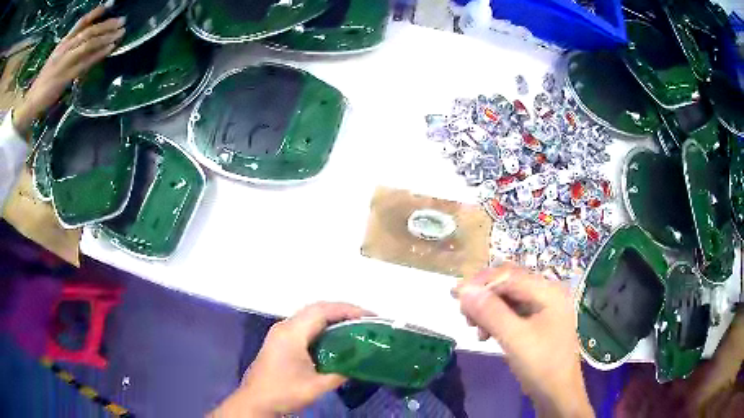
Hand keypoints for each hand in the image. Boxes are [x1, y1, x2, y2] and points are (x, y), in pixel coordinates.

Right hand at [13, 6, 124, 134]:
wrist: (32, 101)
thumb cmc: (45, 79)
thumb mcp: (57, 56)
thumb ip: (70, 47)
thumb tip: (89, 38)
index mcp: (63, 42)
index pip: (81, 22)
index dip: (96, 12)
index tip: (111, 4)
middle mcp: (64, 48)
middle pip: (88, 31)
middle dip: (107, 24)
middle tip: (123, 20)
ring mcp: (65, 62)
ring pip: (88, 44)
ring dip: (106, 37)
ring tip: (121, 33)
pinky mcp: (65, 77)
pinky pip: (85, 63)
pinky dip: (98, 54)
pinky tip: (110, 49)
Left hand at [210, 302, 371, 416]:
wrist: (255, 401)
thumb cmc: (284, 392)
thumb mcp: (316, 386)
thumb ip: (340, 372)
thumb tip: (360, 363)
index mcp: (292, 333)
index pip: (322, 311)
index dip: (348, 310)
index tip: (370, 317)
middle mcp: (285, 326)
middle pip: (317, 309)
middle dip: (343, 311)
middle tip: (366, 320)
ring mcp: (280, 332)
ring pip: (310, 316)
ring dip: (332, 317)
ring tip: (355, 326)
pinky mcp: (280, 340)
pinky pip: (305, 325)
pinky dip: (322, 326)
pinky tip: (334, 337)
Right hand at [453, 265, 593, 417]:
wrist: (558, 394)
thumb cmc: (541, 365)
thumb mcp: (515, 339)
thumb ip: (491, 312)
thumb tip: (464, 290)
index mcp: (548, 292)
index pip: (510, 276)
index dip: (481, 282)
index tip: (454, 294)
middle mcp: (547, 294)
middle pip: (509, 284)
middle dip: (484, 296)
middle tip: (464, 314)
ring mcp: (543, 309)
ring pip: (509, 299)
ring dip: (488, 309)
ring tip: (474, 328)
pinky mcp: (538, 323)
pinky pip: (513, 313)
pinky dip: (496, 320)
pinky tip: (486, 334)